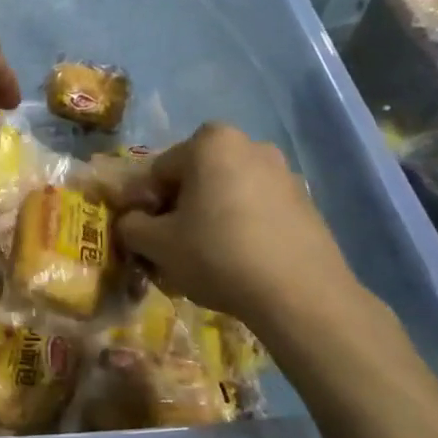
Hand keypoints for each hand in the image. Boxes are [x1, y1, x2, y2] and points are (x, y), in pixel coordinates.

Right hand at [116, 123, 372, 340]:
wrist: (300, 294)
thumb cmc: (217, 255)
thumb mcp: (157, 244)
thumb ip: (131, 226)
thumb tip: (131, 222)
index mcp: (210, 143)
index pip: (158, 171)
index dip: (144, 205)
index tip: (144, 236)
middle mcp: (249, 145)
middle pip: (195, 178)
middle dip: (179, 208)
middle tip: (172, 246)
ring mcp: (283, 172)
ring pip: (227, 193)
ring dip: (210, 216)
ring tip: (206, 257)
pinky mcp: (306, 202)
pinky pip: (257, 209)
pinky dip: (241, 226)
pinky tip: (239, 260)